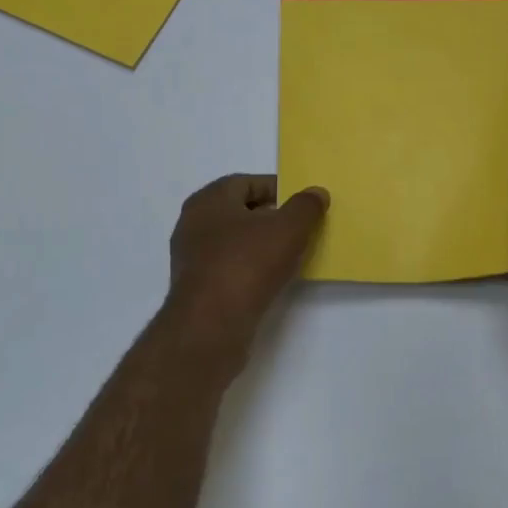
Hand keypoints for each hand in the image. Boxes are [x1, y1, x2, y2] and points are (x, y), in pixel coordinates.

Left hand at [166, 175, 327, 350]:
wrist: (211, 325)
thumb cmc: (248, 264)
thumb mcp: (288, 229)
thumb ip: (305, 207)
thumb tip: (316, 193)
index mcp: (209, 200)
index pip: (246, 182)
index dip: (276, 188)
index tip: (302, 203)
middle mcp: (193, 223)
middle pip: (238, 212)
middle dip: (270, 217)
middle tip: (300, 227)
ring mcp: (191, 257)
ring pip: (233, 241)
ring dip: (260, 244)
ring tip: (290, 254)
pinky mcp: (196, 287)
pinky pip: (228, 267)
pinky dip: (249, 268)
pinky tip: (270, 279)